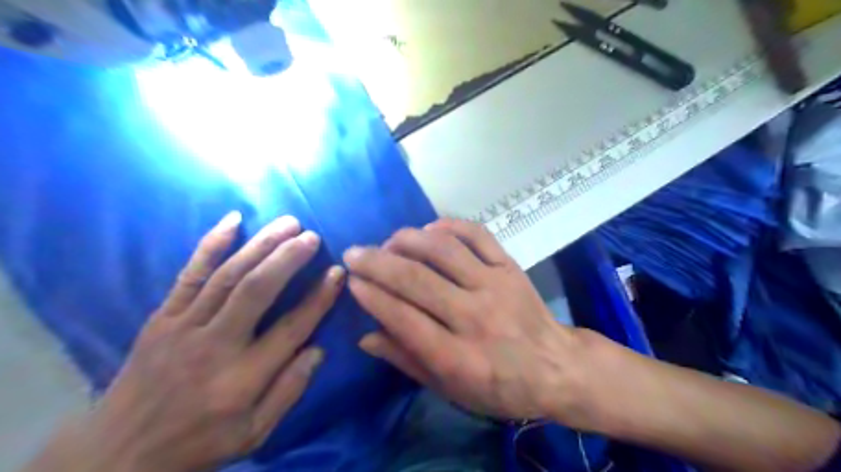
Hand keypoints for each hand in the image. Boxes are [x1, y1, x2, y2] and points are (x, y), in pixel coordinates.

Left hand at [30, 214, 340, 470]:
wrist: (115, 456)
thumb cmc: (196, 444)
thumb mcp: (252, 434)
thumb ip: (288, 391)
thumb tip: (317, 349)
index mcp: (242, 378)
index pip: (291, 328)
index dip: (319, 298)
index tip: (337, 272)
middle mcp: (214, 345)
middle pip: (256, 290)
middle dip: (287, 258)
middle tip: (311, 236)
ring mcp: (183, 327)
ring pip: (228, 275)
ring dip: (260, 244)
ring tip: (287, 223)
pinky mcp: (161, 318)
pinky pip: (189, 274)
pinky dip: (211, 244)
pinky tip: (232, 220)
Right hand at [345, 219, 586, 422]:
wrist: (557, 366)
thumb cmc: (501, 387)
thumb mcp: (451, 389)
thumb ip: (408, 361)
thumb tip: (366, 336)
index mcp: (458, 357)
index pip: (403, 318)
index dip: (372, 296)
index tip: (351, 281)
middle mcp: (474, 316)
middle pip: (416, 280)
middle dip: (377, 263)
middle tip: (354, 254)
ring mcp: (495, 285)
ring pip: (443, 251)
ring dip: (408, 240)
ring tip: (387, 241)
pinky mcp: (510, 267)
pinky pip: (477, 235)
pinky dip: (449, 227)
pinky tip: (429, 230)